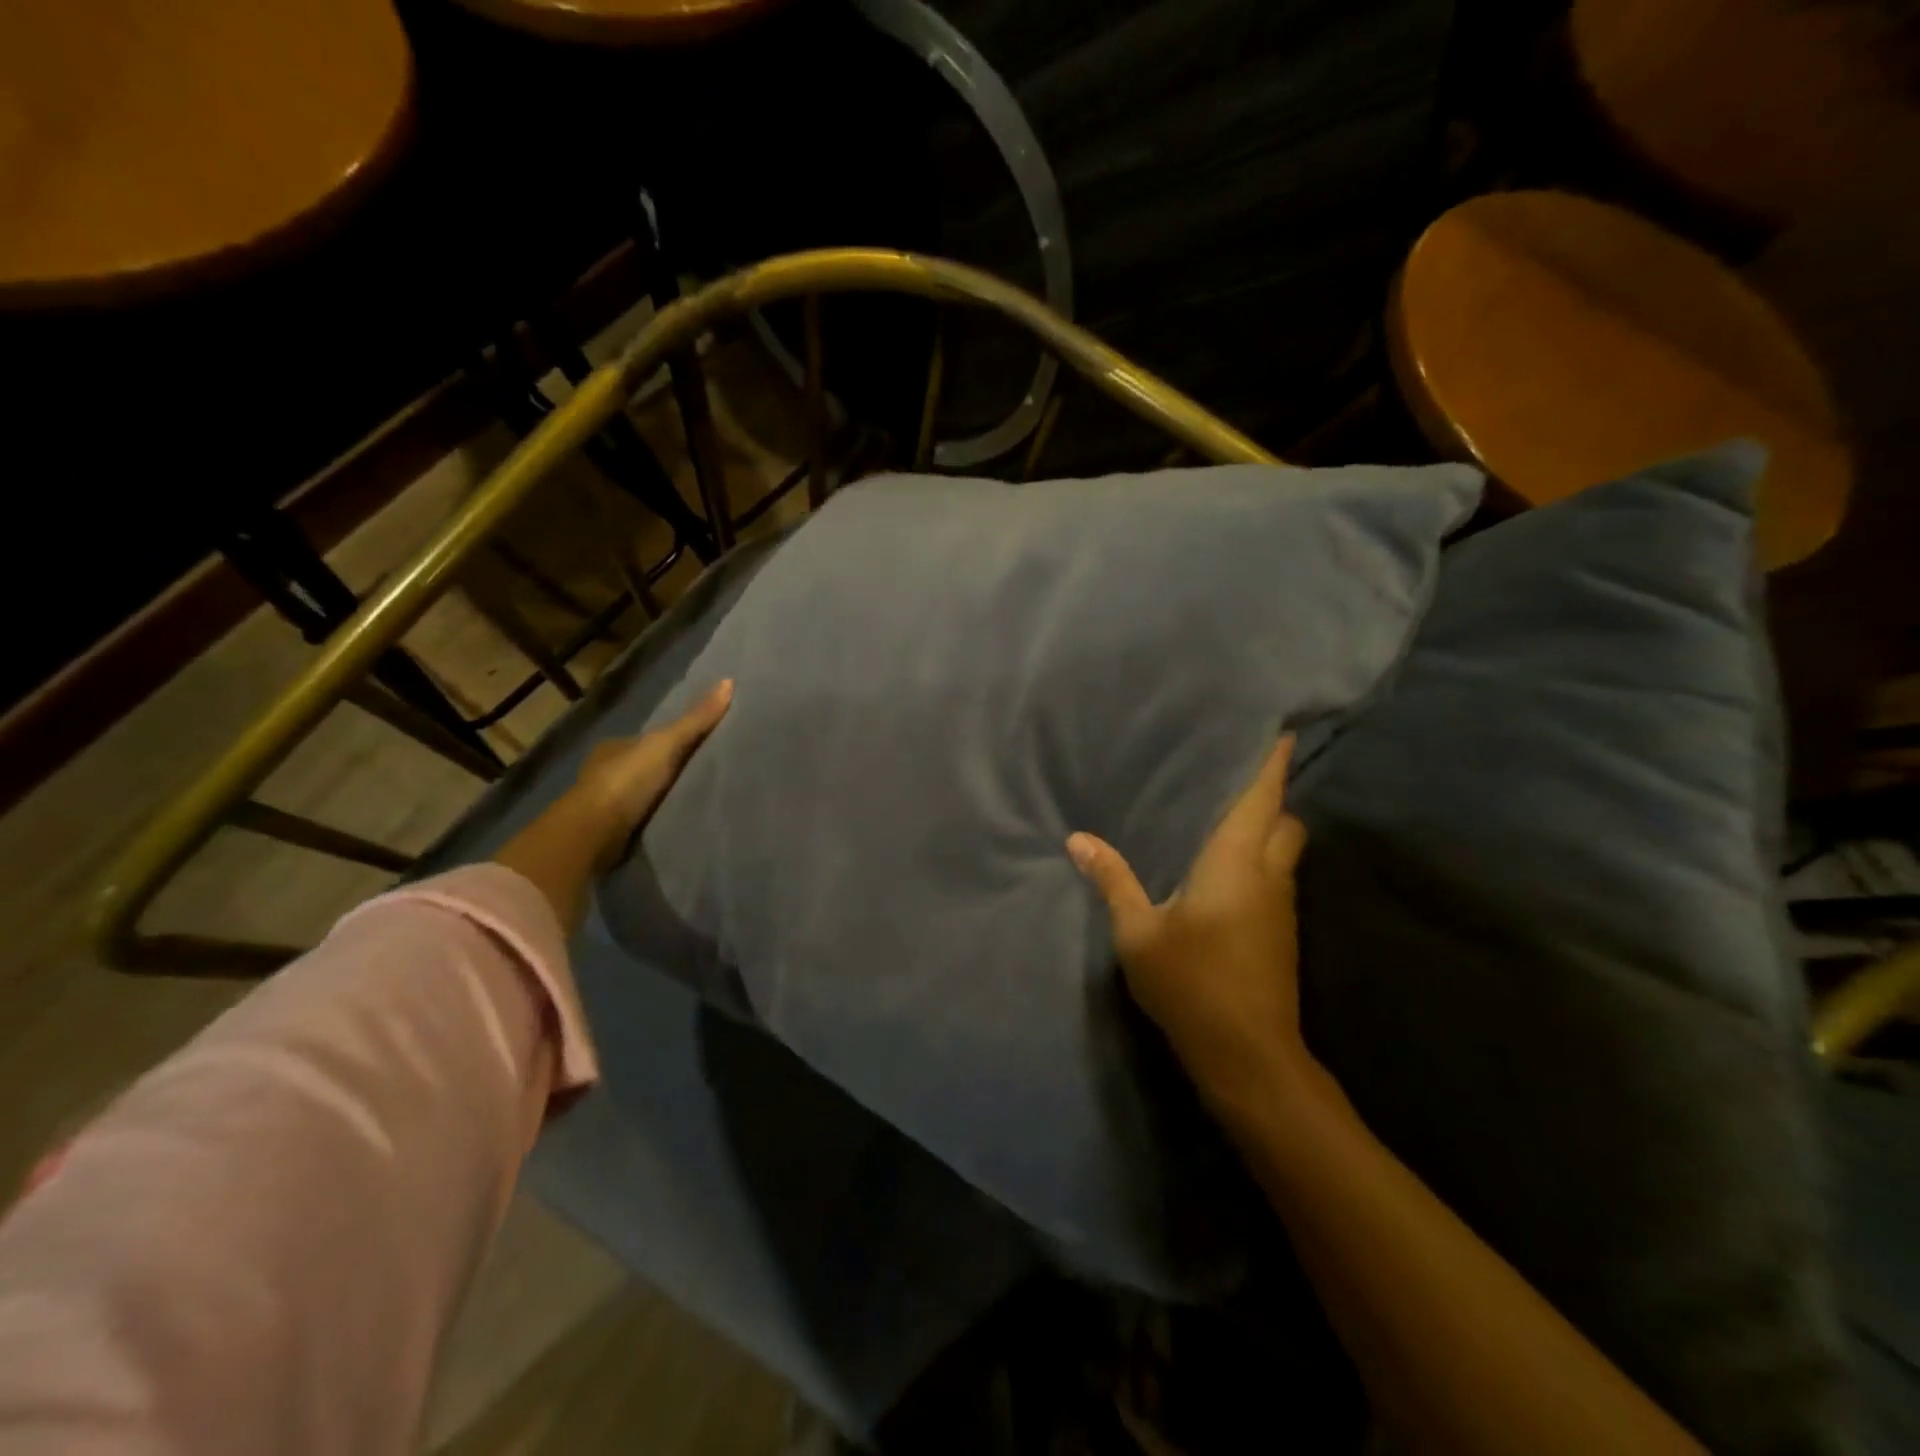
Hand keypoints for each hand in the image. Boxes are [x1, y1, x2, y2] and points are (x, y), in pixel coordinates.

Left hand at [571, 678, 733, 865]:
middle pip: (646, 765)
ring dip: (663, 795)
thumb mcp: (667, 743)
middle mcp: (606, 770)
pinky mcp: (610, 830)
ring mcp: (606, 802)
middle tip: (704, 773)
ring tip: (696, 798)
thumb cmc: (627, 780)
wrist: (594, 833)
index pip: (649, 739)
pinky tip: (676, 819)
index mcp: (614, 746)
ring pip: (642, 792)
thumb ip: (696, 719)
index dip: (672, 740)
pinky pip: (640, 817)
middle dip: (668, 769)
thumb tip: (729, 681)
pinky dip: (656, 816)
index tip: (699, 747)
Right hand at [1067, 736, 1308, 1108]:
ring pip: (1284, 851)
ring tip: (1221, 817)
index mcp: (1236, 863)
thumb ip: (1112, 881)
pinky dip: (1259, 860)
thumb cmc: (1192, 984)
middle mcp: (1269, 876)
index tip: (1278, 731)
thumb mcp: (1138, 934)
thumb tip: (1078, 839)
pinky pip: (1275, 877)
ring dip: (1265, 830)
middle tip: (1229, 781)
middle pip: (1285, 821)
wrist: (1249, 1057)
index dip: (1272, 763)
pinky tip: (1222, 872)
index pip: (1263, 799)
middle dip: (1269, 797)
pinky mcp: (1281, 933)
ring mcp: (1281, 907)